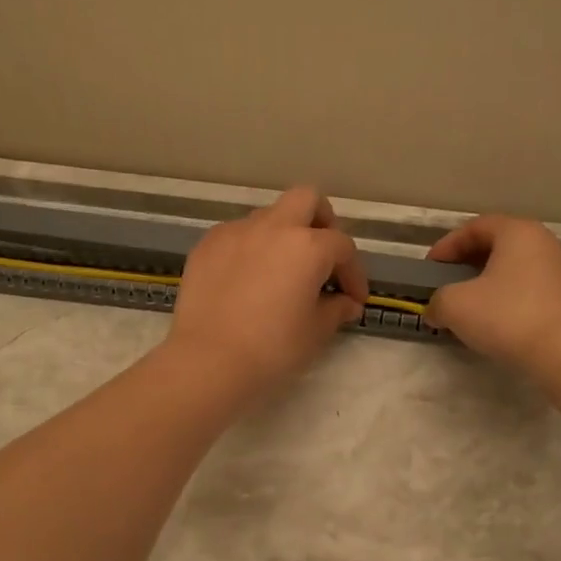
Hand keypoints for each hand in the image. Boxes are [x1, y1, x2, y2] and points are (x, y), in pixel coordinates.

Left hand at [166, 186, 368, 394]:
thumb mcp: (315, 332)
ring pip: (269, 216)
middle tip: (322, 256)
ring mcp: (236, 232)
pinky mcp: (207, 245)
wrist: (208, 360)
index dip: (353, 273)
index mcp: (308, 246)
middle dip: (321, 221)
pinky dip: (251, 248)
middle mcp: (273, 227)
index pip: (342, 246)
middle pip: (306, 200)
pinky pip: (238, 235)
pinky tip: (248, 280)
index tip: (353, 299)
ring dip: (283, 235)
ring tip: (281, 272)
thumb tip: (345, 303)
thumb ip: (335, 310)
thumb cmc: (272, 348)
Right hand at [424, 215, 560, 377]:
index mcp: (519, 232)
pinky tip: (520, 317)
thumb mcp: (455, 306)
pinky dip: (530, 299)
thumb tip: (436, 310)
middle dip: (475, 262)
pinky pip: (550, 291)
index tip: (432, 268)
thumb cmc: (508, 318)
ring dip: (504, 281)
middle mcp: (550, 243)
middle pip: (504, 245)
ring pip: (529, 268)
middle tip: (454, 284)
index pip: (476, 227)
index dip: (448, 245)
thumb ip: (438, 301)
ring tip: (485, 304)